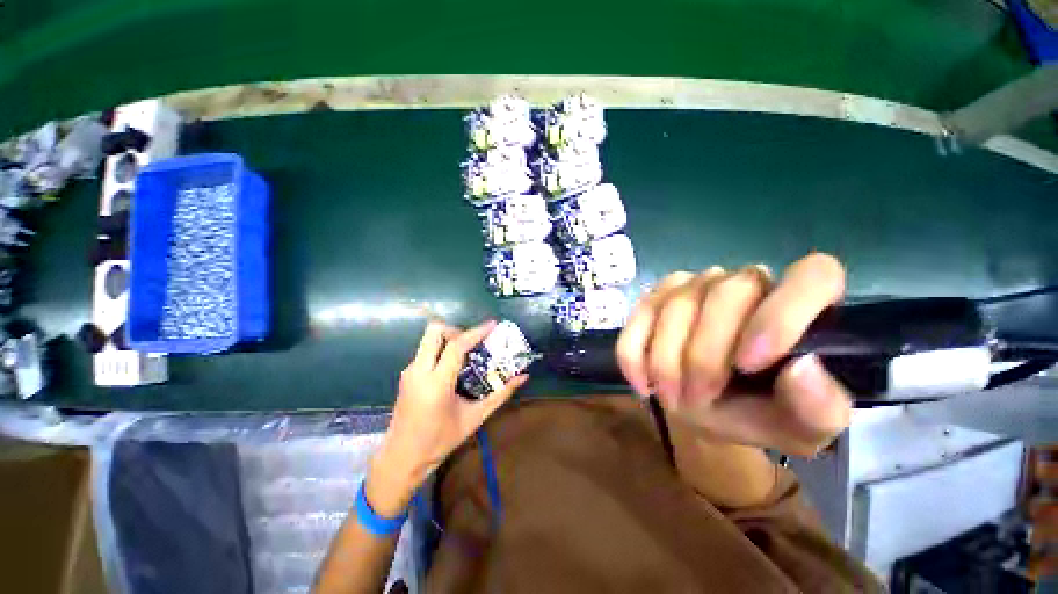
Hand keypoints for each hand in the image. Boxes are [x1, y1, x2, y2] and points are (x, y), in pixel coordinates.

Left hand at [367, 320, 527, 515]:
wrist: (401, 458)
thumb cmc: (440, 441)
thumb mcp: (475, 418)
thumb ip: (500, 395)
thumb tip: (522, 377)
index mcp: (437, 384)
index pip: (457, 346)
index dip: (476, 332)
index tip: (493, 324)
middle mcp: (419, 371)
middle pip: (434, 331)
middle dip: (456, 330)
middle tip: (472, 343)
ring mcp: (409, 371)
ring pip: (428, 338)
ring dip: (449, 338)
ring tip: (467, 354)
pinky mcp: (406, 374)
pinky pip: (426, 350)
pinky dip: (441, 349)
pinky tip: (453, 366)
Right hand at [616, 253, 850, 455]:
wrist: (705, 407)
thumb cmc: (758, 411)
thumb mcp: (799, 428)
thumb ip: (818, 408)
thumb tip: (803, 368)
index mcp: (802, 305)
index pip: (813, 275)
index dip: (781, 314)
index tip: (749, 365)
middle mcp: (746, 281)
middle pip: (725, 293)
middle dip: (704, 355)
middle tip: (695, 399)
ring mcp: (695, 284)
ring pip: (675, 304)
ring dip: (666, 361)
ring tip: (672, 398)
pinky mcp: (656, 295)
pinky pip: (639, 315)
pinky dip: (635, 354)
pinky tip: (642, 382)